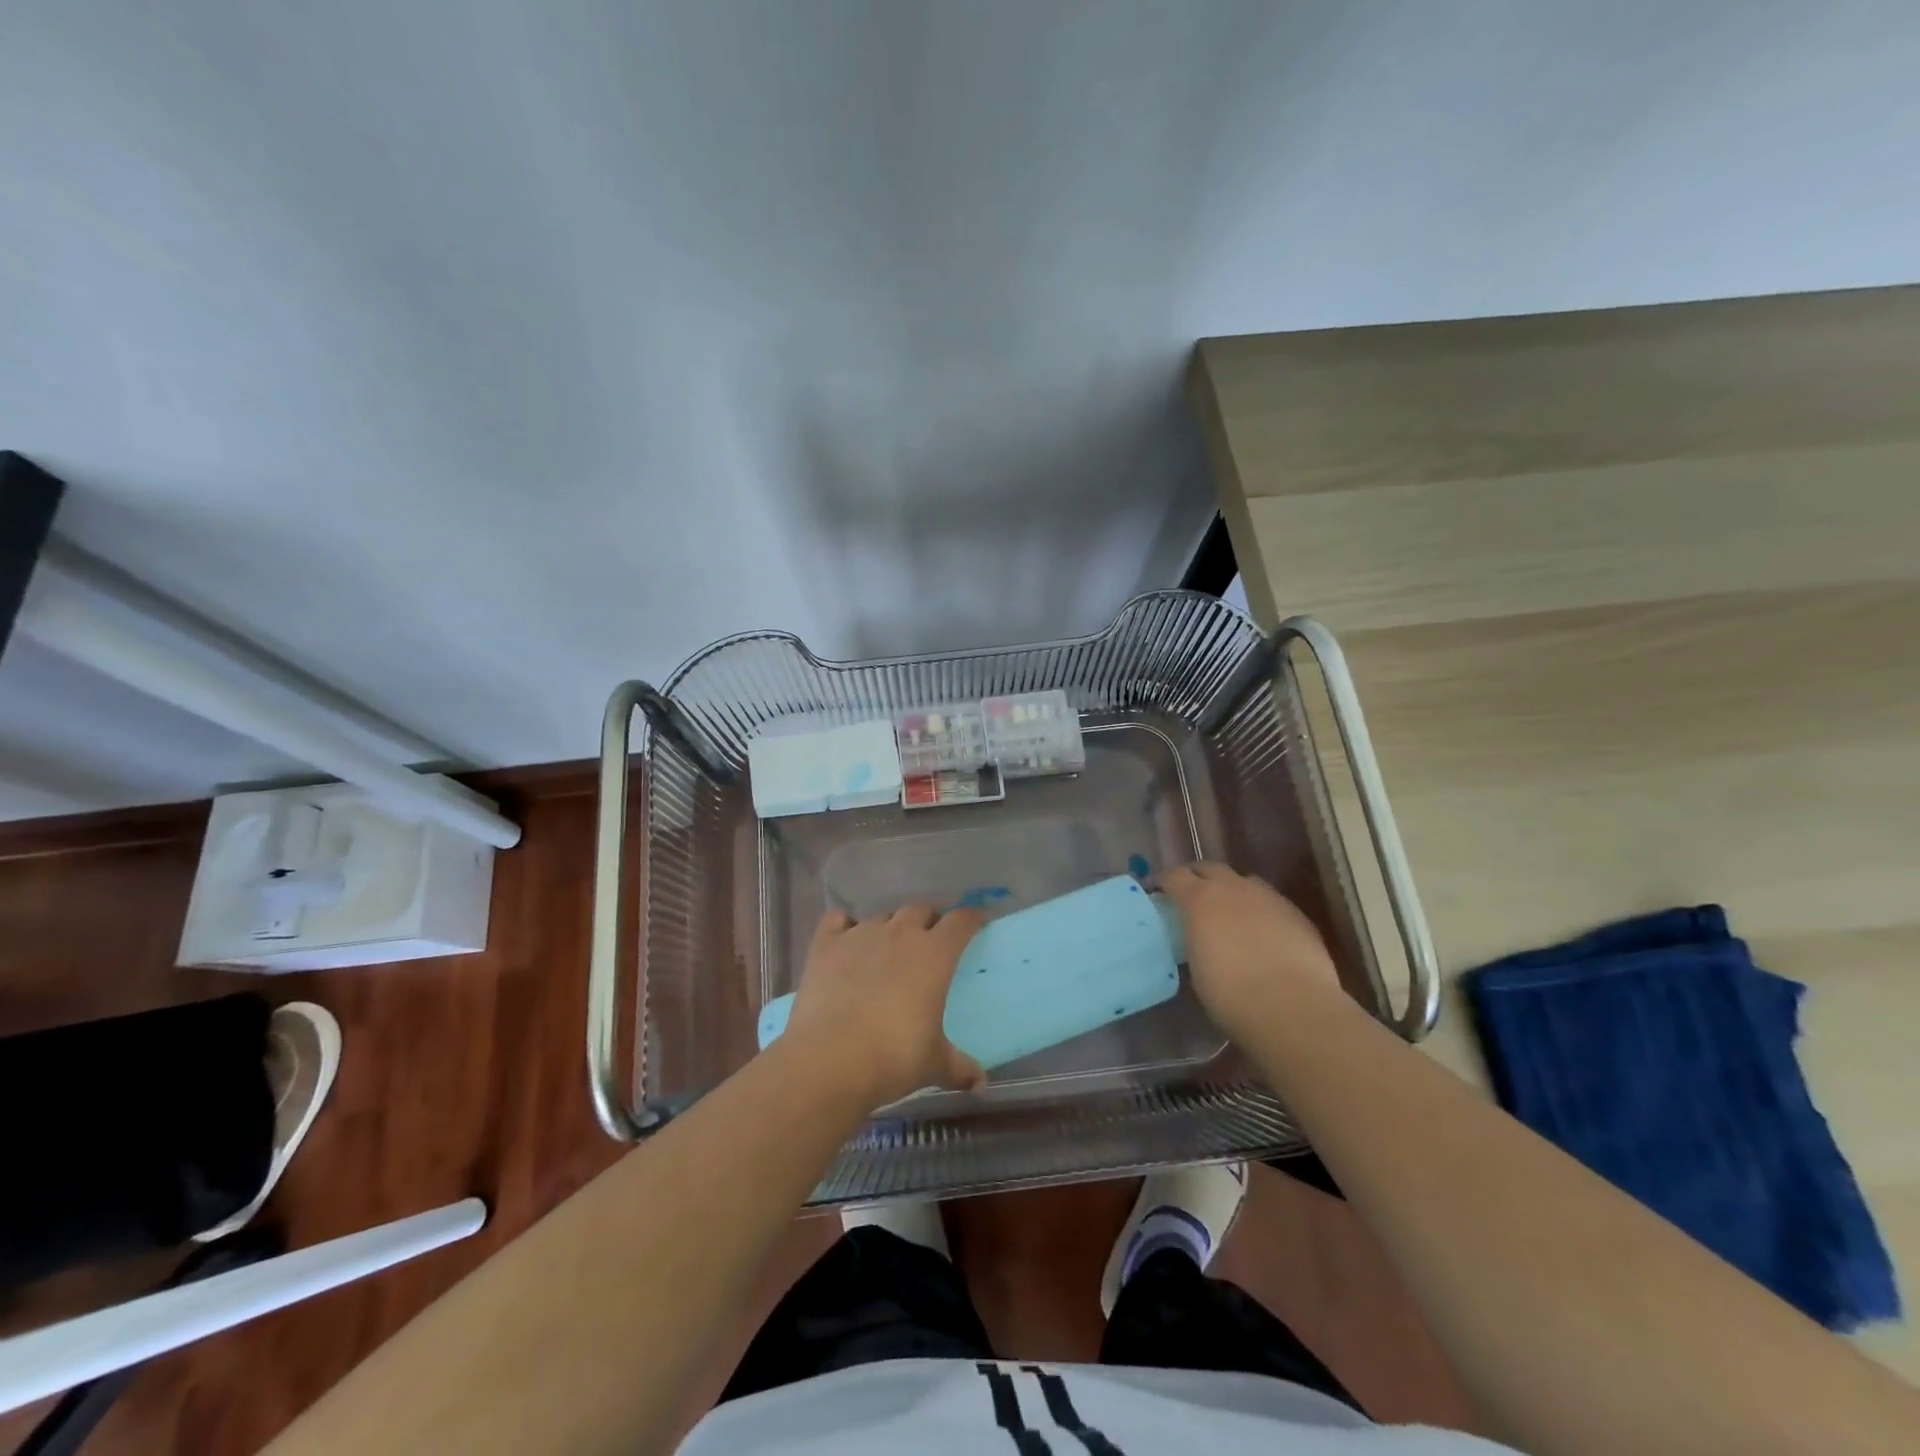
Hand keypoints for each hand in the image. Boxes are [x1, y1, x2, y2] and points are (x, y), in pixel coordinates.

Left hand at [780, 903, 986, 1109]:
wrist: (829, 1060)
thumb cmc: (893, 1058)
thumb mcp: (934, 1064)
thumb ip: (959, 1068)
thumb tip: (981, 1085)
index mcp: (934, 955)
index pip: (961, 921)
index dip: (972, 917)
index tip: (977, 920)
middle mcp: (900, 934)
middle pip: (921, 910)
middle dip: (929, 920)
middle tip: (931, 940)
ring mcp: (860, 934)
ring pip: (882, 916)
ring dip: (890, 927)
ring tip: (888, 948)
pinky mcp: (826, 944)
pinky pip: (838, 919)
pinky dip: (844, 925)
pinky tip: (846, 941)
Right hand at [1161, 862, 1343, 1044]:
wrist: (1293, 1009)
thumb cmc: (1231, 994)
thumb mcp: (1197, 966)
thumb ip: (1195, 940)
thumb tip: (1199, 938)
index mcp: (1200, 899)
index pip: (1175, 876)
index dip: (1164, 883)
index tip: (1158, 893)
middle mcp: (1234, 889)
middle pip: (1210, 868)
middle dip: (1198, 877)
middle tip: (1191, 896)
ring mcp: (1269, 898)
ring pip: (1245, 882)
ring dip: (1233, 891)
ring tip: (1230, 914)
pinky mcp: (1297, 915)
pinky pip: (1271, 903)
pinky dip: (1260, 912)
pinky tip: (1263, 935)